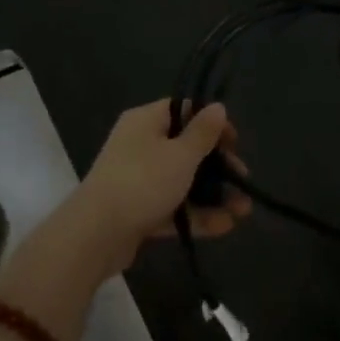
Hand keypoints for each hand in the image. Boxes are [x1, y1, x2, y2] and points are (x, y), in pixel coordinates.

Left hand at [61, 100, 252, 277]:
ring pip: (182, 181)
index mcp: (145, 121)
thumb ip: (203, 132)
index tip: (234, 142)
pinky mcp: (137, 210)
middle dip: (218, 165)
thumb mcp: (181, 154)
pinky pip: (172, 207)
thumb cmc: (143, 182)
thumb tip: (217, 106)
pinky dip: (196, 215)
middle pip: (185, 147)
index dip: (211, 122)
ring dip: (213, 194)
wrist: (96, 234)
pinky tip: (224, 226)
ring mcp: (137, 179)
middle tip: (242, 178)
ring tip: (243, 211)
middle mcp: (139, 145)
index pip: (183, 110)